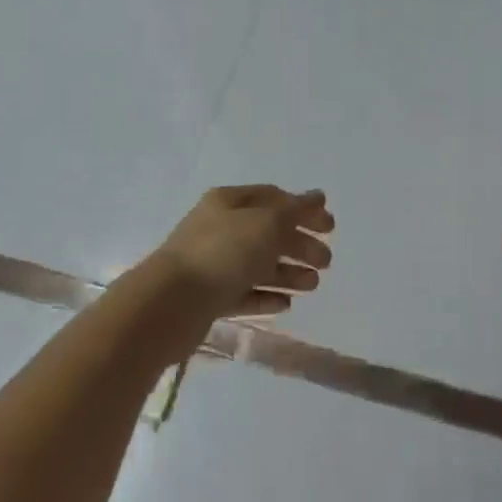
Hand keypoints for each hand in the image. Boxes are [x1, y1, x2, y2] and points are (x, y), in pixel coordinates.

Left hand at [153, 185, 334, 321]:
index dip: (304, 209)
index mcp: (229, 202)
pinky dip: (266, 296)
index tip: (331, 227)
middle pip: (268, 232)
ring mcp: (212, 264)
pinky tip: (286, 305)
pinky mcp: (208, 298)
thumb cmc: (223, 252)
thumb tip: (318, 196)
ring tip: (312, 285)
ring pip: (258, 265)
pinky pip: (243, 293)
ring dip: (288, 273)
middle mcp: (220, 228)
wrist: (170, 304)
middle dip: (300, 245)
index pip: (274, 198)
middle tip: (326, 262)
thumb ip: (296, 210)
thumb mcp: (267, 223)